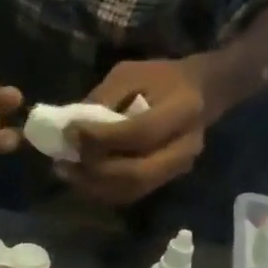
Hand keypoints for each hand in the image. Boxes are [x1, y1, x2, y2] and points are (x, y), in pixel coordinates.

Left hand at [67, 59, 211, 204]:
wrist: (202, 93)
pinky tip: (82, 179)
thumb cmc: (162, 78)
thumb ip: (103, 99)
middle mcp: (186, 147)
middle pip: (136, 173)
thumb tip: (71, 131)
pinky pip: (131, 194)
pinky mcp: (167, 180)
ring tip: (67, 171)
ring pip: (132, 189)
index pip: (140, 134)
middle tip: (64, 161)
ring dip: (95, 185)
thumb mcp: (130, 74)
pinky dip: (103, 190)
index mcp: (183, 110)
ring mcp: (178, 169)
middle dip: (95, 169)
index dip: (102, 137)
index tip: (70, 131)